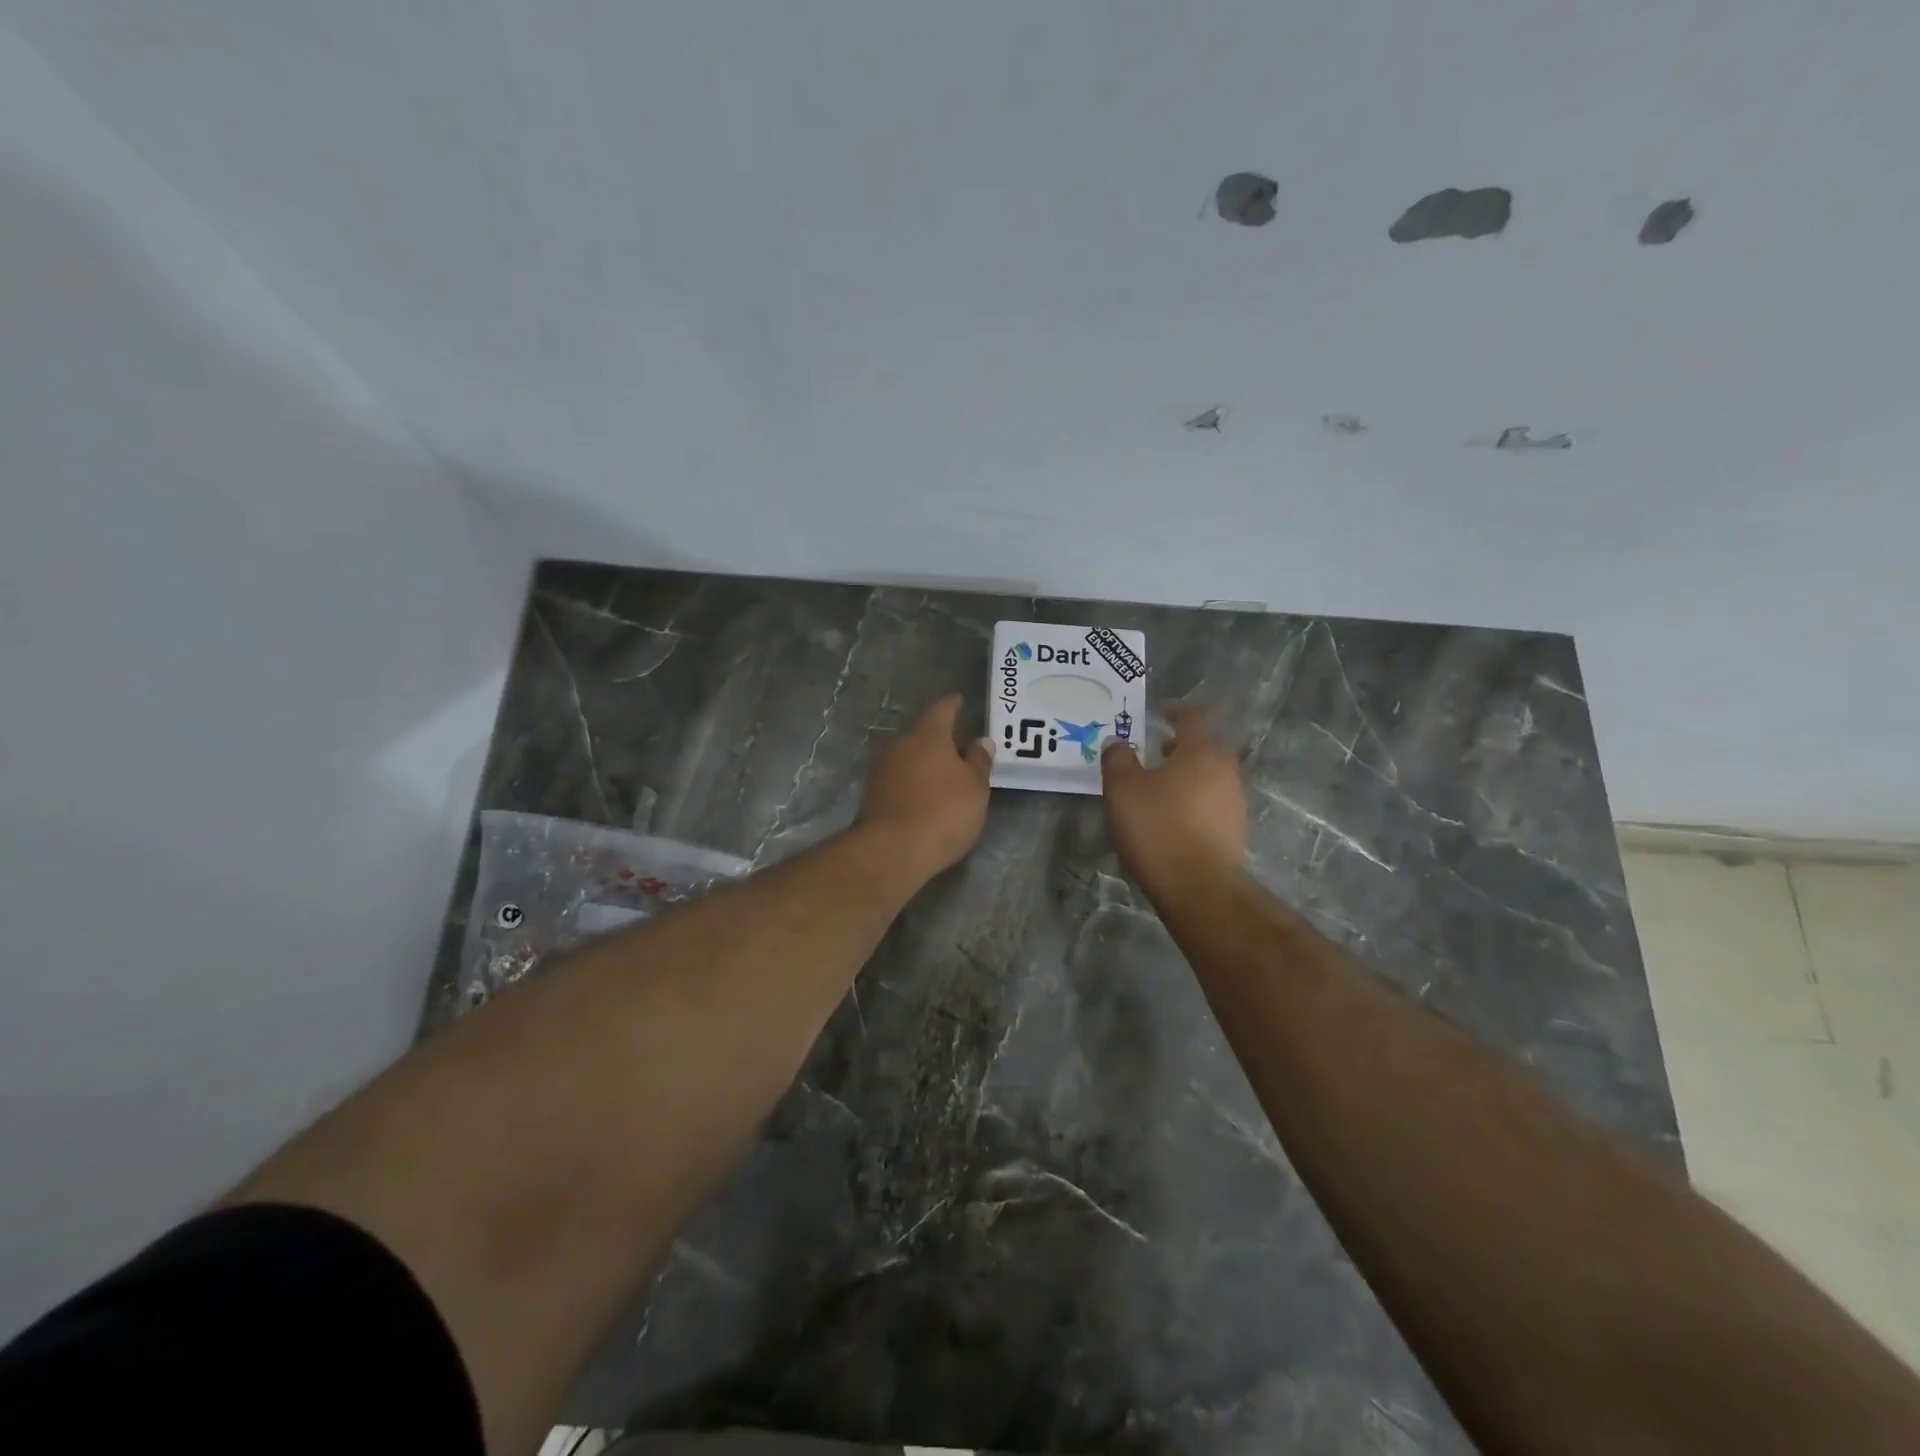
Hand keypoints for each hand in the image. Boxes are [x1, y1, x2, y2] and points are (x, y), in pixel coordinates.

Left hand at [857, 694, 992, 881]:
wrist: (891, 851)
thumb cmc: (943, 812)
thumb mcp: (975, 788)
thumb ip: (979, 761)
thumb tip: (981, 741)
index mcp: (927, 734)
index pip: (942, 709)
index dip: (953, 704)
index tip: (960, 700)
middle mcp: (900, 744)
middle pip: (923, 733)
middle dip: (940, 738)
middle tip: (960, 746)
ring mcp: (882, 768)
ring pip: (909, 756)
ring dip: (925, 761)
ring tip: (945, 774)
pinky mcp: (872, 793)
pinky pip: (899, 778)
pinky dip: (913, 781)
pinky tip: (925, 794)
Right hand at [1101, 703, 1247, 895]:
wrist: (1199, 887)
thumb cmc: (1158, 827)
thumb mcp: (1123, 789)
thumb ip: (1118, 759)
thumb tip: (1118, 742)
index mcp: (1202, 750)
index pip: (1192, 716)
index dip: (1173, 710)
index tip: (1157, 712)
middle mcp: (1226, 770)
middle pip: (1204, 746)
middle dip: (1179, 745)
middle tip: (1153, 751)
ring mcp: (1235, 802)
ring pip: (1208, 775)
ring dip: (1186, 774)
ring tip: (1158, 787)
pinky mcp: (1234, 830)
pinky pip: (1211, 802)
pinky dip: (1192, 800)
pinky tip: (1171, 817)